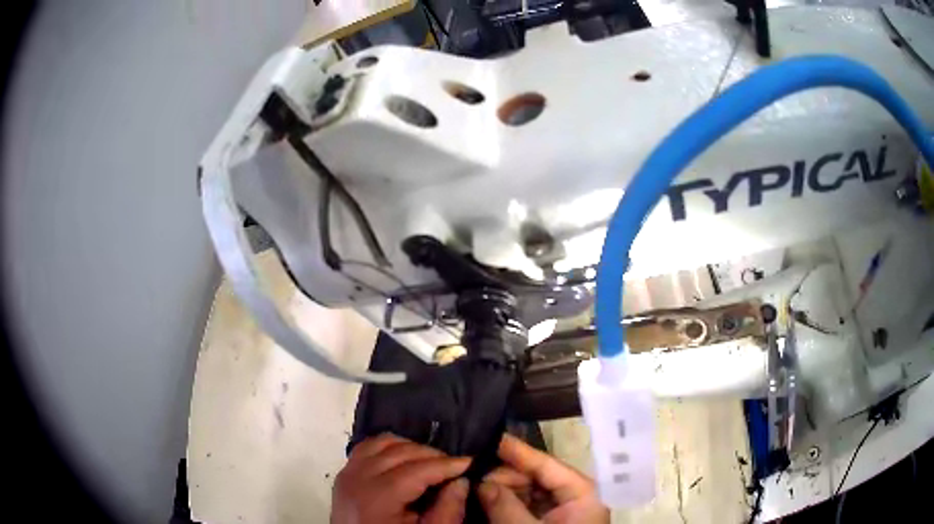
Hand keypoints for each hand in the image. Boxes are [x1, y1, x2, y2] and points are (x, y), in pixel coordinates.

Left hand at [331, 433, 471, 523]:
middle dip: (432, 455)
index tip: (470, 462)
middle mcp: (356, 480)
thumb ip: (447, 511)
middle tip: (454, 467)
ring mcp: (346, 474)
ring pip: (382, 443)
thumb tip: (461, 481)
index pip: (415, 470)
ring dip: (410, 448)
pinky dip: (389, 447)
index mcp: (375, 500)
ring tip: (432, 463)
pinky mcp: (344, 474)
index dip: (445, 464)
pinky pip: (367, 447)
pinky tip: (406, 460)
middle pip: (399, 452)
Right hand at [479, 434, 608, 523]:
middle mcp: (574, 499)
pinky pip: (525, 508)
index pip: (548, 465)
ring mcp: (561, 513)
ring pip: (527, 493)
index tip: (493, 437)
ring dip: (501, 491)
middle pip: (536, 478)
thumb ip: (504, 505)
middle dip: (503, 477)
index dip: (519, 451)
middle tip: (472, 475)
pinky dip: (504, 505)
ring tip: (474, 487)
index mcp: (582, 494)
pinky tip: (484, 501)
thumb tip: (482, 481)